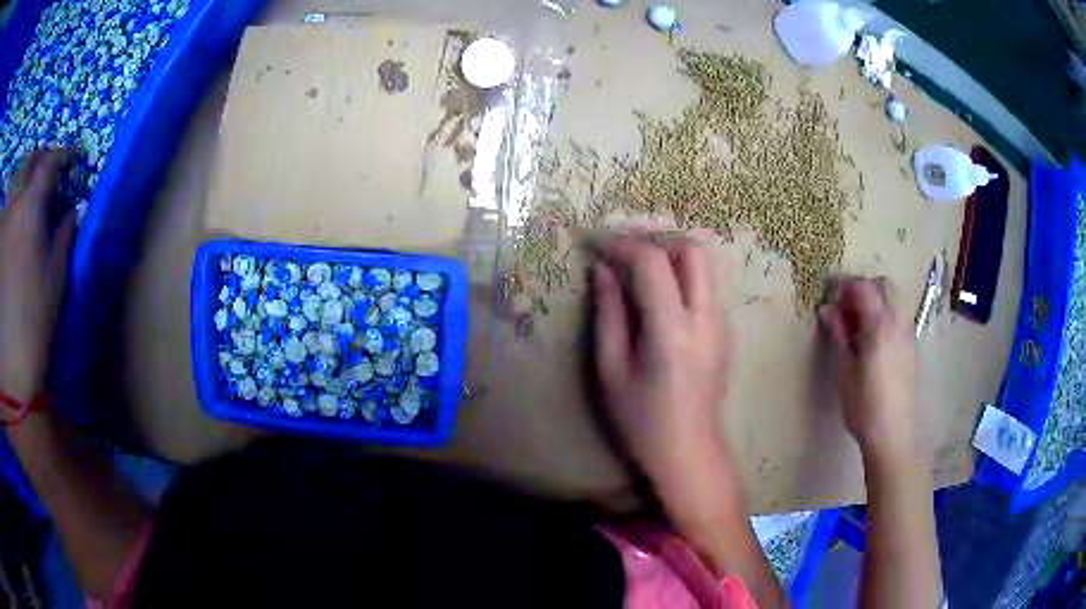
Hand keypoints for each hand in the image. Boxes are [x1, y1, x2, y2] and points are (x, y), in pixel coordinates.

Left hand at [0, 149, 75, 401]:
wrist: (10, 365)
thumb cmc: (34, 320)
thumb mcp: (55, 279)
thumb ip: (62, 236)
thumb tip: (70, 212)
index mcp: (29, 207)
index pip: (49, 163)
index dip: (62, 156)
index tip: (71, 159)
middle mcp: (12, 206)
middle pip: (26, 164)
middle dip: (37, 162)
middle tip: (44, 173)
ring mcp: (2, 226)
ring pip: (13, 190)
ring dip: (20, 190)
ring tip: (24, 207)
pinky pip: (4, 218)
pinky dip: (8, 217)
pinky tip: (10, 236)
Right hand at [593, 236, 728, 500]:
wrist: (689, 450)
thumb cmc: (642, 420)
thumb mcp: (611, 371)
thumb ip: (608, 314)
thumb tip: (603, 269)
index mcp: (672, 331)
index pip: (653, 262)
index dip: (622, 245)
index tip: (597, 245)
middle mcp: (705, 318)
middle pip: (693, 249)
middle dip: (656, 241)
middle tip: (625, 256)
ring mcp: (722, 323)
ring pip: (704, 264)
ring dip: (671, 257)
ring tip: (637, 273)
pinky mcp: (725, 330)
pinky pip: (705, 285)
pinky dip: (681, 276)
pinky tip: (658, 299)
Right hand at [817, 278, 918, 461]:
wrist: (892, 433)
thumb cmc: (863, 405)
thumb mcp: (845, 370)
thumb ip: (839, 335)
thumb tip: (826, 309)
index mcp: (880, 325)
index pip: (863, 287)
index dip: (844, 287)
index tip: (830, 301)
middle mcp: (898, 321)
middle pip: (884, 284)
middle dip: (863, 288)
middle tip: (845, 309)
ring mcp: (908, 333)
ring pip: (895, 298)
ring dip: (877, 299)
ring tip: (859, 323)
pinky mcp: (912, 346)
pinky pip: (900, 315)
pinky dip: (887, 313)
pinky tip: (874, 338)